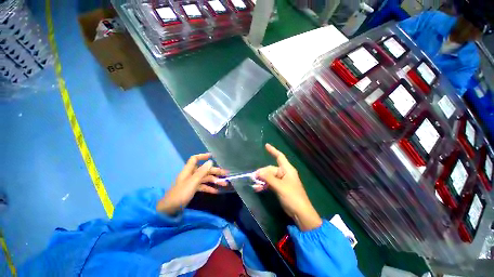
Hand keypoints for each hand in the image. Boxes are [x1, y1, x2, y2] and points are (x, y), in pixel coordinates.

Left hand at [157, 153, 226, 214]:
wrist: (169, 210)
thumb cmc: (181, 194)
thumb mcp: (192, 182)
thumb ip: (202, 172)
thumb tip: (210, 161)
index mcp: (189, 171)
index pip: (195, 159)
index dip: (202, 156)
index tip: (212, 156)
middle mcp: (191, 175)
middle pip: (204, 170)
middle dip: (215, 171)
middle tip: (226, 174)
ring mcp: (192, 182)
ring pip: (205, 178)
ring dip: (215, 181)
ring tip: (225, 184)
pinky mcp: (193, 189)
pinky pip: (203, 186)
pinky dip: (209, 188)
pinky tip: (216, 191)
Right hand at [256, 144, 321, 230]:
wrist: (300, 212)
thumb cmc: (292, 196)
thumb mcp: (279, 186)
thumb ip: (268, 178)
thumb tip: (258, 172)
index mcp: (287, 169)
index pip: (280, 156)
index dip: (273, 150)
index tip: (266, 145)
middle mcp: (284, 173)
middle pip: (271, 169)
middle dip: (262, 172)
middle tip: (253, 177)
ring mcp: (282, 181)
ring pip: (269, 177)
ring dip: (262, 179)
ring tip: (254, 183)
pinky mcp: (280, 188)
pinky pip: (270, 183)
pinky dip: (264, 185)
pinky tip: (258, 188)